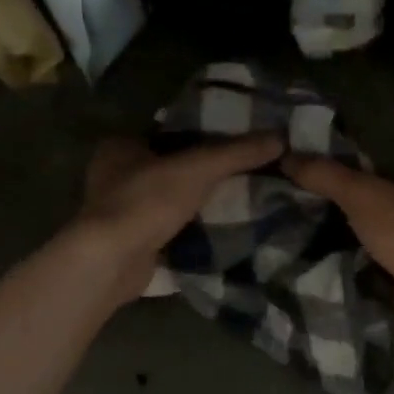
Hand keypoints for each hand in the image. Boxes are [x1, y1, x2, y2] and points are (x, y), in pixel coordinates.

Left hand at [76, 134, 283, 299]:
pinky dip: (190, 228)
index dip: (201, 134)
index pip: (168, 132)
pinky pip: (168, 228)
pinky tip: (219, 228)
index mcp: (120, 145)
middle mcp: (114, 175)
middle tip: (244, 172)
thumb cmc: (146, 201)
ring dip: (197, 202)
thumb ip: (237, 153)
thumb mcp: (198, 168)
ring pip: (169, 199)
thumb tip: (280, 138)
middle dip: (201, 172)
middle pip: (170, 167)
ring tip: (240, 199)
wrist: (112, 261)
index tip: (235, 141)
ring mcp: (120, 211)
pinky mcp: (130, 241)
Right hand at [281, 156, 393, 349]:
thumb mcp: (361, 194)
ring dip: (360, 242)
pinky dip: (366, 269)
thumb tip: (287, 157)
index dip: (357, 176)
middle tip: (314, 212)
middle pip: (386, 207)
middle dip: (355, 213)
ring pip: (386, 240)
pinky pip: (386, 268)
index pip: (389, 173)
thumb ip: (326, 176)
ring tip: (319, 240)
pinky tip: (340, 267)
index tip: (323, 182)